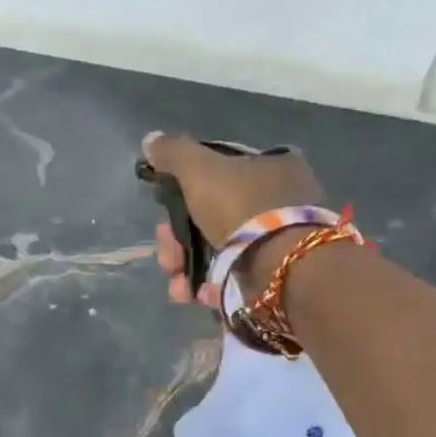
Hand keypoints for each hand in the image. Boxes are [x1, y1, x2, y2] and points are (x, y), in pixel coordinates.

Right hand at [141, 131, 322, 305]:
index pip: (219, 172)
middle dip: (179, 243)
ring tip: (179, 288)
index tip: (164, 217)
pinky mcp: (278, 276)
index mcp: (273, 166)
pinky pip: (236, 277)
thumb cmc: (243, 209)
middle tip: (168, 260)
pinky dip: (214, 287)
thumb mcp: (200, 170)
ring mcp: (280, 241)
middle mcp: (281, 200)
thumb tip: (151, 140)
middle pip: (213, 217)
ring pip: (219, 252)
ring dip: (189, 270)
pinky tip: (200, 296)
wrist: (285, 270)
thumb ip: (173, 153)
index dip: (184, 193)